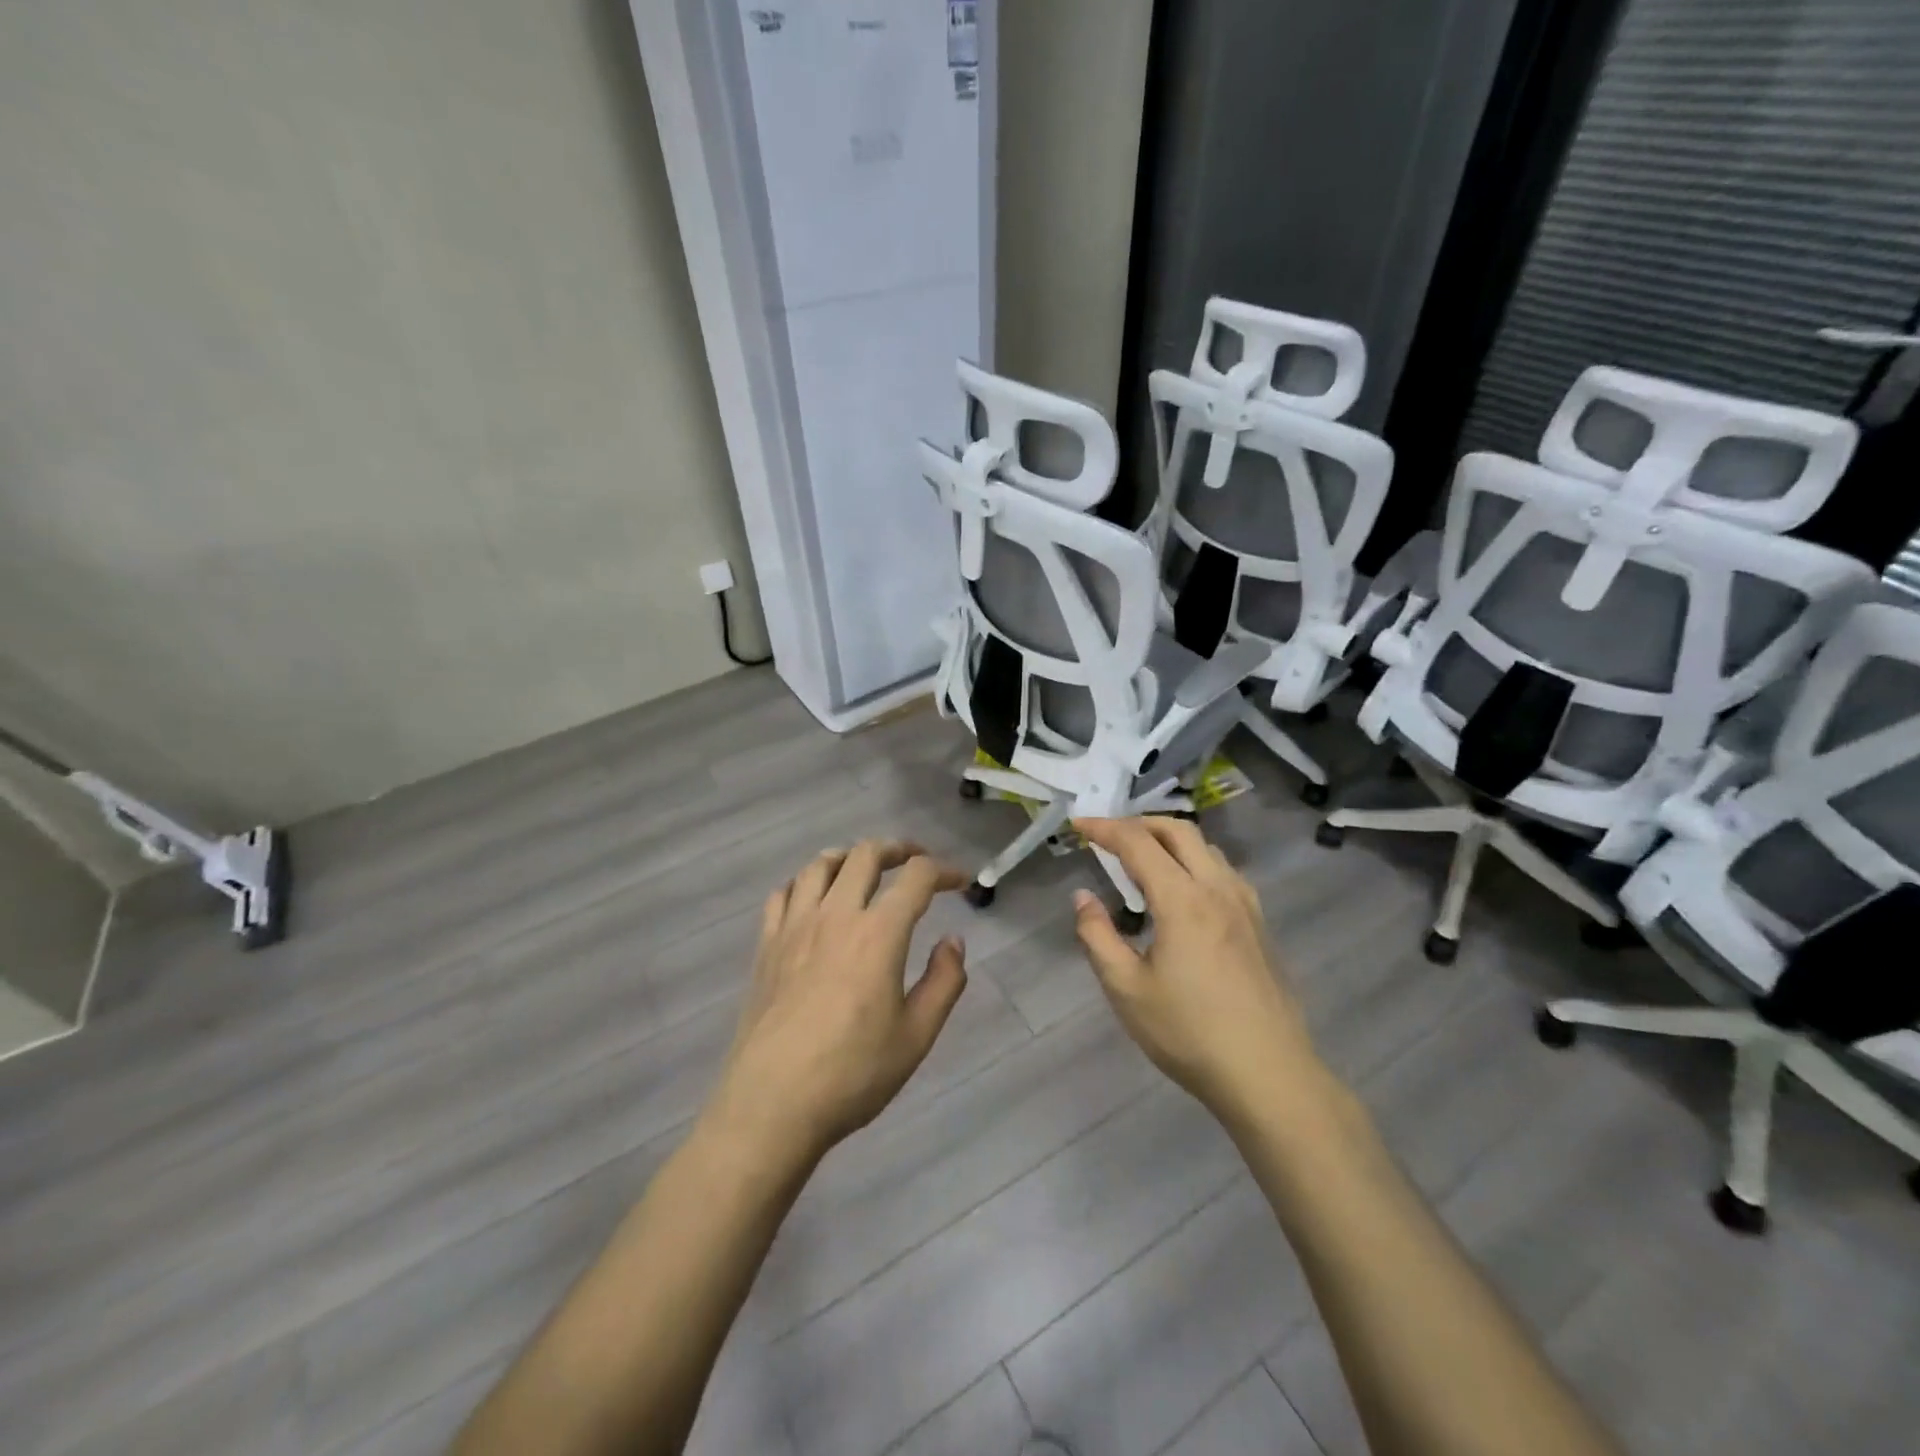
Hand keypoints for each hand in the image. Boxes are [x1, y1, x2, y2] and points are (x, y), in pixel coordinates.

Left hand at [707, 841, 969, 1165]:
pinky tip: (812, 898)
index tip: (960, 881)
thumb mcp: (916, 1036)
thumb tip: (952, 941)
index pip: (916, 877)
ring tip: (864, 869)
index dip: (944, 871)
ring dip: (849, 857)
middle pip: (865, 855)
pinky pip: (782, 894)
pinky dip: (804, 883)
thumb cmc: (852, 1074)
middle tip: (915, 861)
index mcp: (878, 933)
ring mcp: (794, 927)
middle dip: (898, 849)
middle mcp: (835, 915)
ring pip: (820, 865)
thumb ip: (944, 981)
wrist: (772, 1105)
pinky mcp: (766, 946)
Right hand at [1072, 817, 1320, 1126]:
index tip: (1077, 823)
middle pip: (1178, 831)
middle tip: (1108, 835)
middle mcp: (1217, 889)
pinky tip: (1183, 890)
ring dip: (1169, 839)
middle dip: (1138, 823)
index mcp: (1182, 899)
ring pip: (1206, 848)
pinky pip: (1223, 871)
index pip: (1137, 843)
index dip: (1104, 828)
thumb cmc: (1189, 1033)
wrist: (1269, 1074)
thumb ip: (1097, 936)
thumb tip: (1083, 897)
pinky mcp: (1259, 924)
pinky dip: (1194, 860)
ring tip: (1142, 858)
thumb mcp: (1126, 989)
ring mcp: (1245, 905)